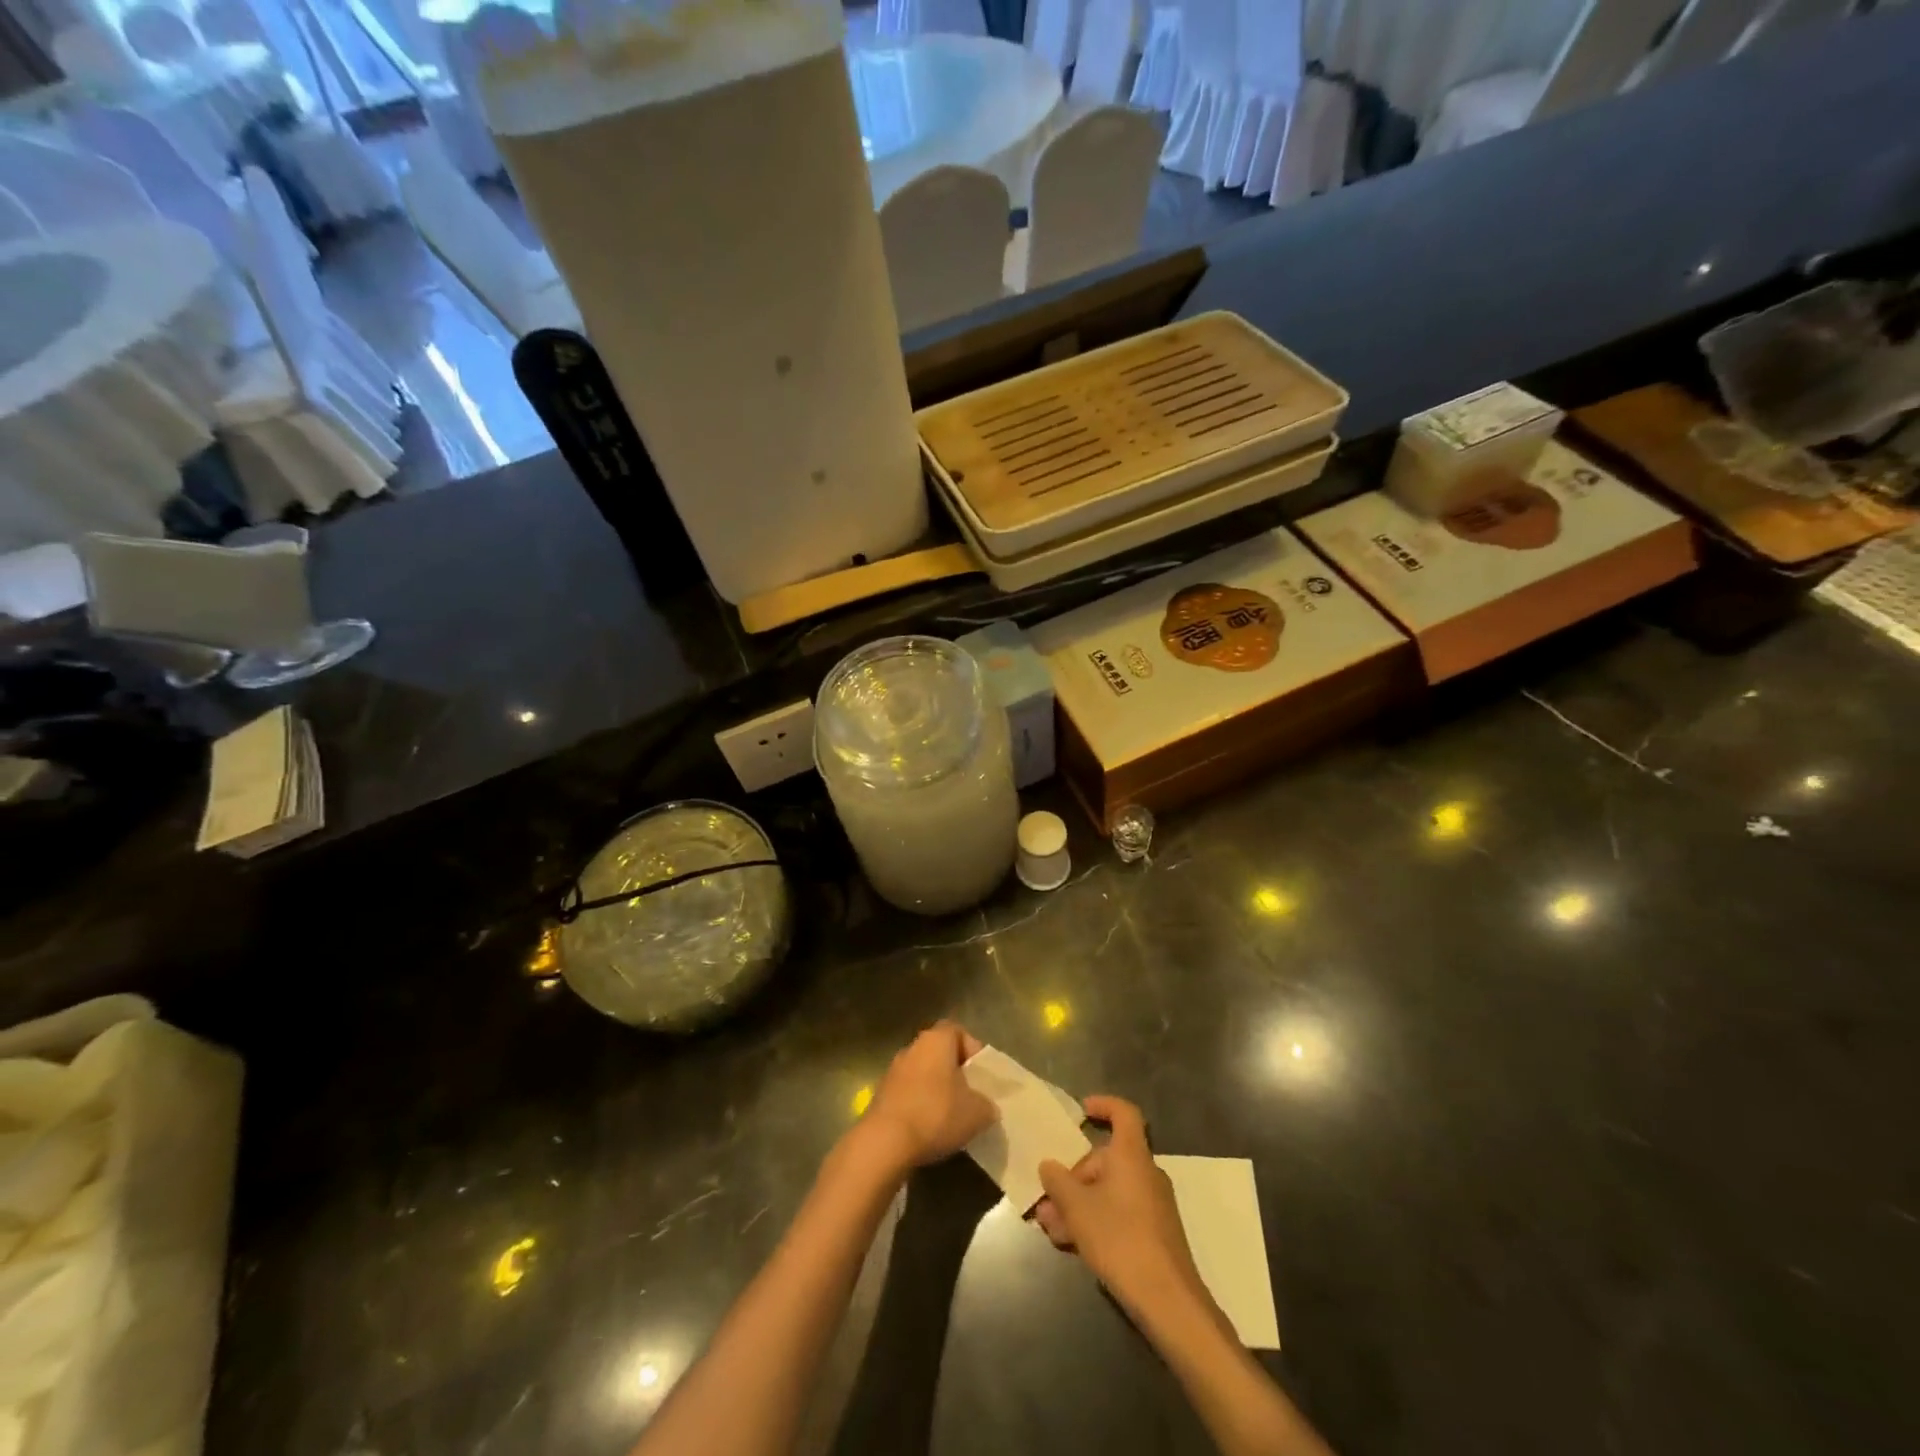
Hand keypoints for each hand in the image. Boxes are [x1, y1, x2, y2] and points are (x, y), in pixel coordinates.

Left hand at [856, 1022, 997, 1177]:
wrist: (885, 1142)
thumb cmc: (936, 1114)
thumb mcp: (978, 1113)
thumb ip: (987, 1105)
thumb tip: (986, 1107)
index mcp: (936, 1040)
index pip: (957, 1031)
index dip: (972, 1049)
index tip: (980, 1075)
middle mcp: (913, 1047)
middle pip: (939, 1052)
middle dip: (954, 1072)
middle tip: (969, 1097)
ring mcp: (893, 1070)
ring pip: (922, 1073)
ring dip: (935, 1090)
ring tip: (950, 1117)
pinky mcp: (880, 1094)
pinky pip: (908, 1092)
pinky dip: (919, 1105)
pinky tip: (928, 1129)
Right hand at [1034, 1096, 1208, 1324]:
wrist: (1168, 1300)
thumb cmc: (1120, 1238)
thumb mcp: (1077, 1208)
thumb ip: (1057, 1182)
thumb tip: (1048, 1165)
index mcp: (1131, 1155)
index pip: (1124, 1113)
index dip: (1103, 1105)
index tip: (1081, 1111)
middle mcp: (1146, 1172)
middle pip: (1107, 1159)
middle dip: (1074, 1177)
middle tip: (1049, 1199)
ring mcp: (1153, 1204)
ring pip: (1109, 1190)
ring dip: (1079, 1204)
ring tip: (1052, 1228)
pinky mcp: (1155, 1233)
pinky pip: (1119, 1212)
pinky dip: (1096, 1220)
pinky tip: (1072, 1244)